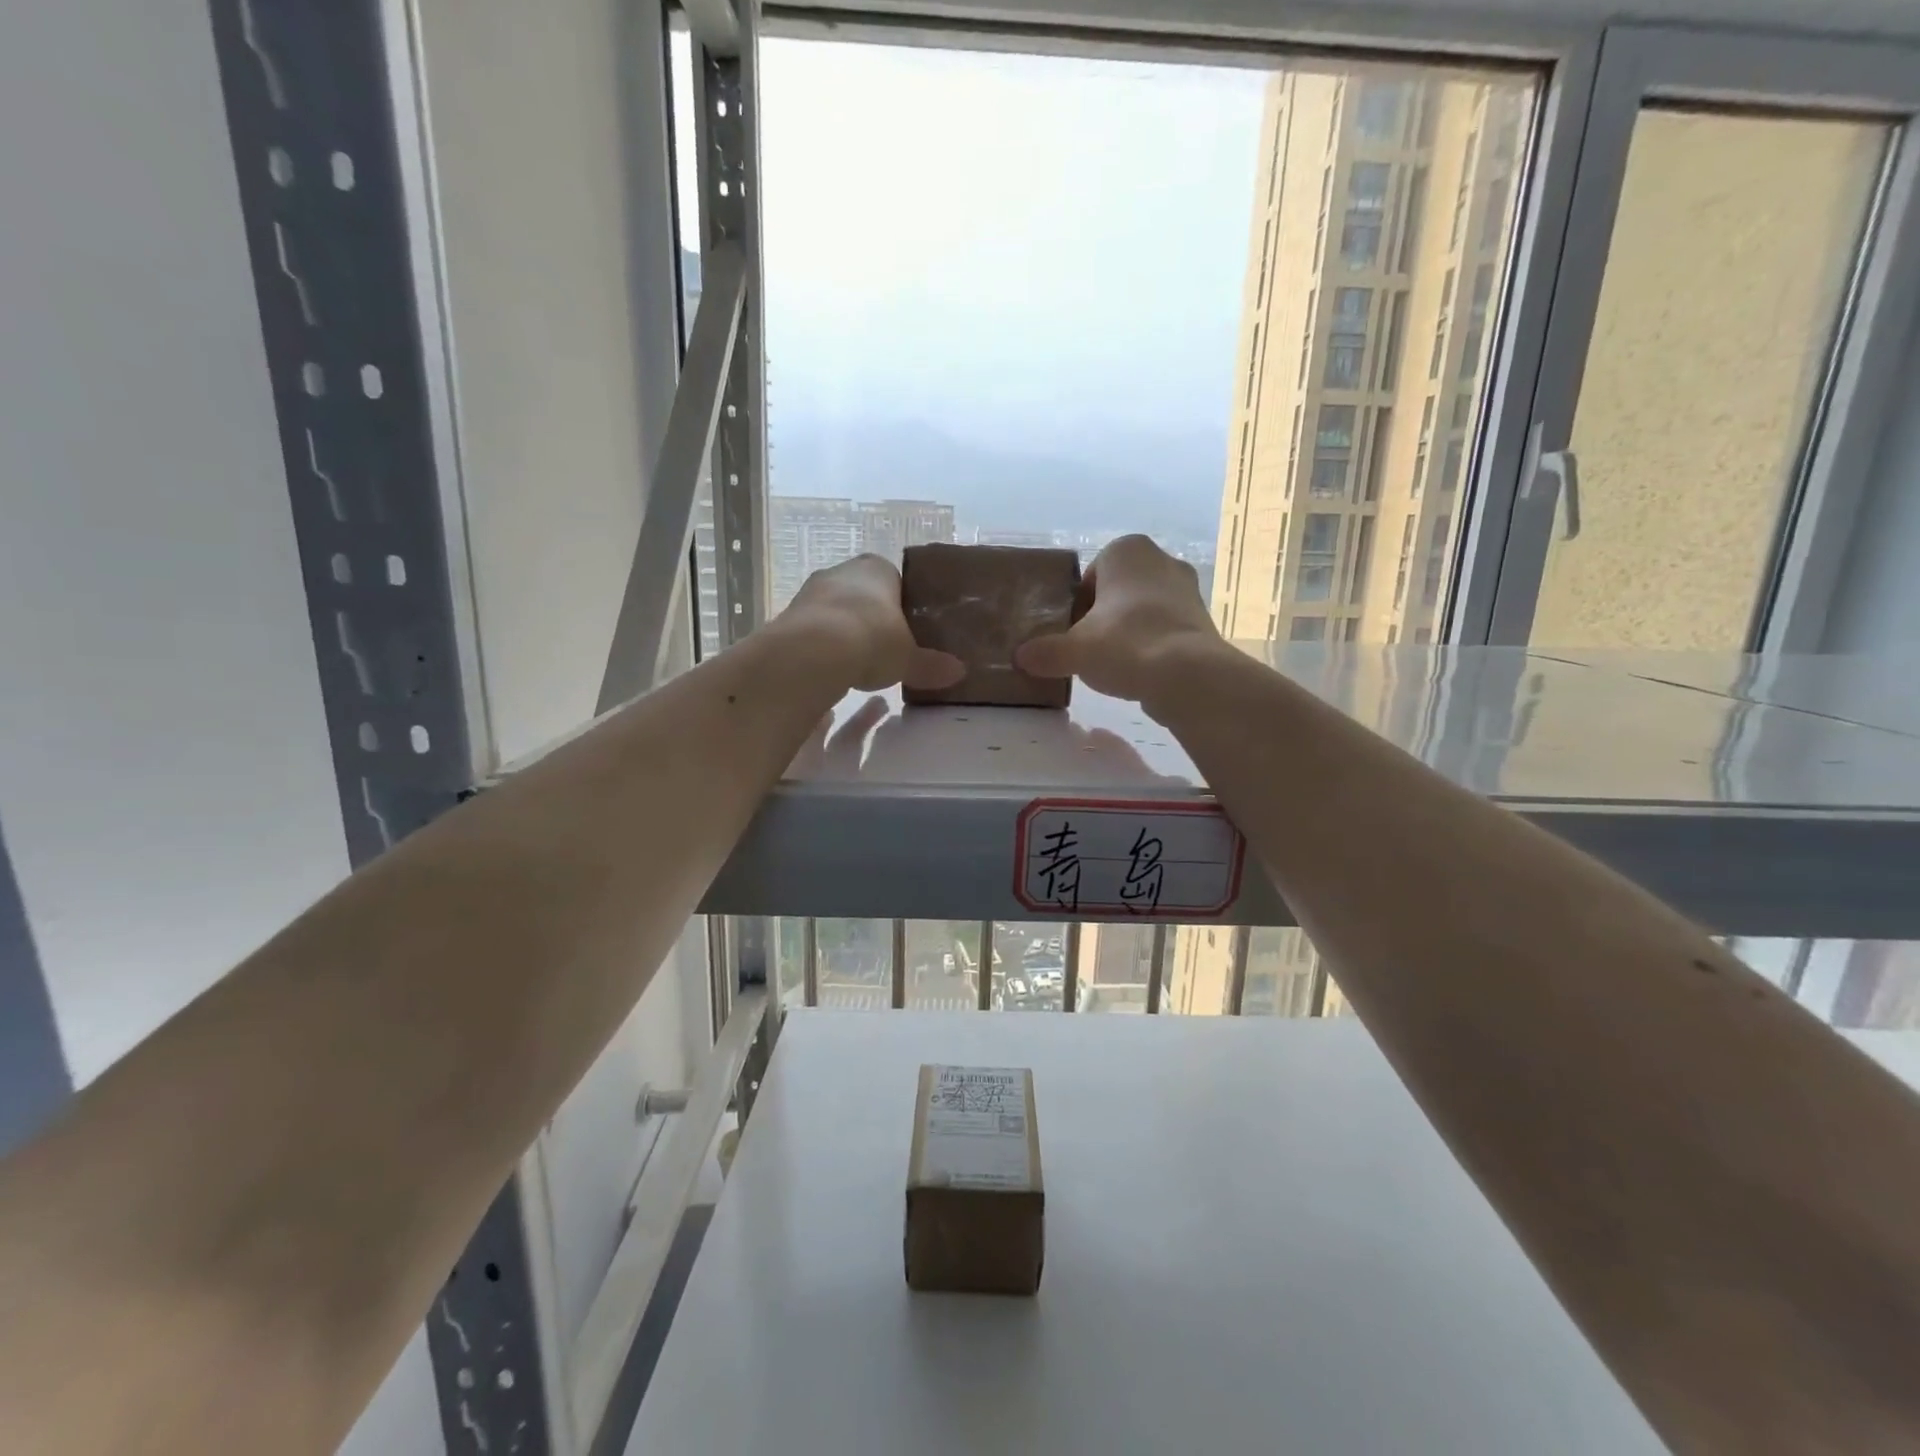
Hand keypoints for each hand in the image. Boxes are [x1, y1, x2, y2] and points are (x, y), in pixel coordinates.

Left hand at [782, 555, 963, 693]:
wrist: (814, 652)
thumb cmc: (873, 641)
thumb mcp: (909, 659)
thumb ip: (931, 665)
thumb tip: (959, 672)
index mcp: (878, 569)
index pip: (896, 580)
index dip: (903, 606)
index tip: (910, 631)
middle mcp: (843, 571)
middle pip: (864, 594)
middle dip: (873, 618)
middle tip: (887, 649)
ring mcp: (812, 591)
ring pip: (837, 610)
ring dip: (846, 631)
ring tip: (859, 662)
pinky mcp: (789, 615)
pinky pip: (815, 629)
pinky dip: (824, 646)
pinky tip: (833, 668)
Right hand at [1014, 534, 1225, 703]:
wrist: (1187, 675)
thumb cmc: (1124, 643)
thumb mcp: (1073, 650)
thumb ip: (1046, 652)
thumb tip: (1020, 657)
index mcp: (1127, 551)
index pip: (1090, 575)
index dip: (1077, 605)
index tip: (1071, 632)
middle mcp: (1162, 560)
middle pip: (1119, 591)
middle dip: (1104, 617)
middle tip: (1088, 648)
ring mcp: (1189, 590)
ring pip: (1145, 609)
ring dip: (1128, 631)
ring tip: (1114, 664)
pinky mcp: (1203, 620)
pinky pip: (1166, 629)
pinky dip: (1152, 646)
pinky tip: (1140, 672)